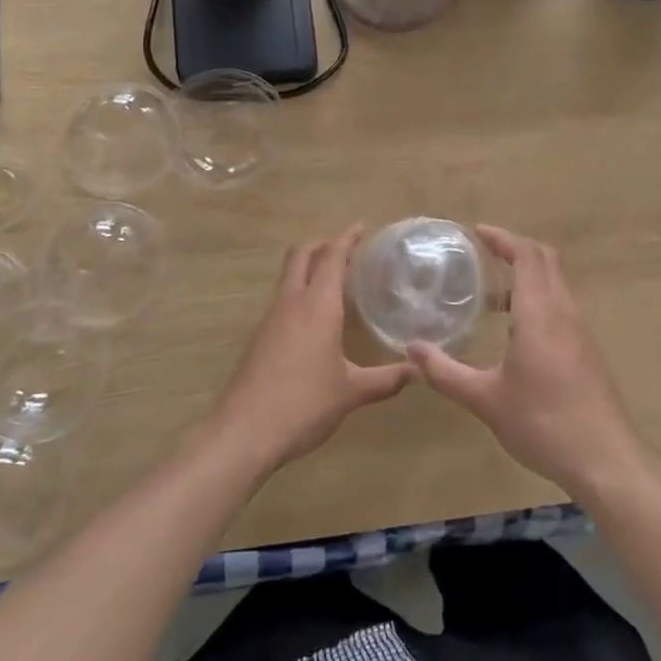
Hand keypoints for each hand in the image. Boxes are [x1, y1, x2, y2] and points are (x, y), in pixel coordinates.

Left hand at [211, 225, 411, 472]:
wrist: (243, 433)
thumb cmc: (303, 404)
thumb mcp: (351, 392)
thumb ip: (385, 380)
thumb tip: (417, 371)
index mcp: (317, 306)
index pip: (332, 257)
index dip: (347, 239)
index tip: (362, 227)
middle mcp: (291, 303)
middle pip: (301, 255)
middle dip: (323, 244)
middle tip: (347, 249)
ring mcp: (270, 320)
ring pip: (288, 277)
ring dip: (309, 268)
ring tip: (335, 281)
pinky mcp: (259, 339)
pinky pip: (282, 301)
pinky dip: (300, 293)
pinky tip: (315, 320)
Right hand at [407, 226, 643, 495]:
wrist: (606, 460)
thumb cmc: (543, 423)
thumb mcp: (486, 400)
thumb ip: (446, 373)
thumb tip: (412, 349)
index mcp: (540, 313)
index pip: (526, 255)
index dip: (503, 238)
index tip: (477, 232)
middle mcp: (564, 312)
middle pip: (545, 260)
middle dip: (515, 249)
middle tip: (483, 253)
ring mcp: (580, 331)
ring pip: (556, 284)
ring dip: (527, 276)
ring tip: (491, 296)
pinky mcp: (587, 351)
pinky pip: (561, 307)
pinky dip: (538, 300)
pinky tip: (516, 332)